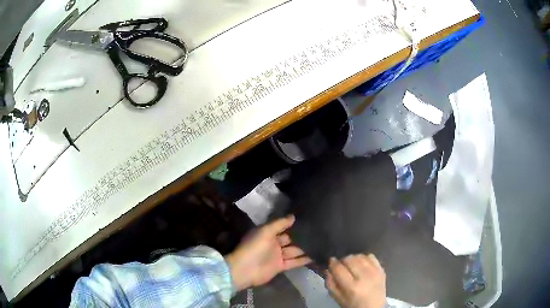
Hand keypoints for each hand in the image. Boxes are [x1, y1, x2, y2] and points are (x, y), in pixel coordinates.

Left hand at [225, 215, 311, 290]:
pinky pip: (294, 262)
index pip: (283, 227)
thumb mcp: (265, 231)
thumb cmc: (254, 247)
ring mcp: (277, 256)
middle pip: (290, 239)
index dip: (293, 224)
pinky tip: (315, 256)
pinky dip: (303, 260)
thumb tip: (293, 216)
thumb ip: (280, 224)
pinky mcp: (281, 266)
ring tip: (321, 243)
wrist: (245, 270)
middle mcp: (273, 244)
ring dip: (305, 248)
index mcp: (267, 233)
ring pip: (294, 250)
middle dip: (301, 236)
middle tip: (318, 232)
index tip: (308, 219)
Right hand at [325, 254, 385, 307]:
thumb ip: (330, 284)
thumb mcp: (338, 298)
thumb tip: (328, 269)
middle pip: (349, 259)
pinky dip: (363, 258)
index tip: (331, 262)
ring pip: (359, 256)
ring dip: (352, 259)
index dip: (332, 263)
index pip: (339, 268)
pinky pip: (370, 256)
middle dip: (342, 261)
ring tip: (351, 265)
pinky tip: (361, 264)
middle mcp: (364, 277)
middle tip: (341, 266)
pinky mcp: (381, 269)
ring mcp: (374, 272)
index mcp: (351, 287)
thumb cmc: (353, 304)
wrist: (373, 307)